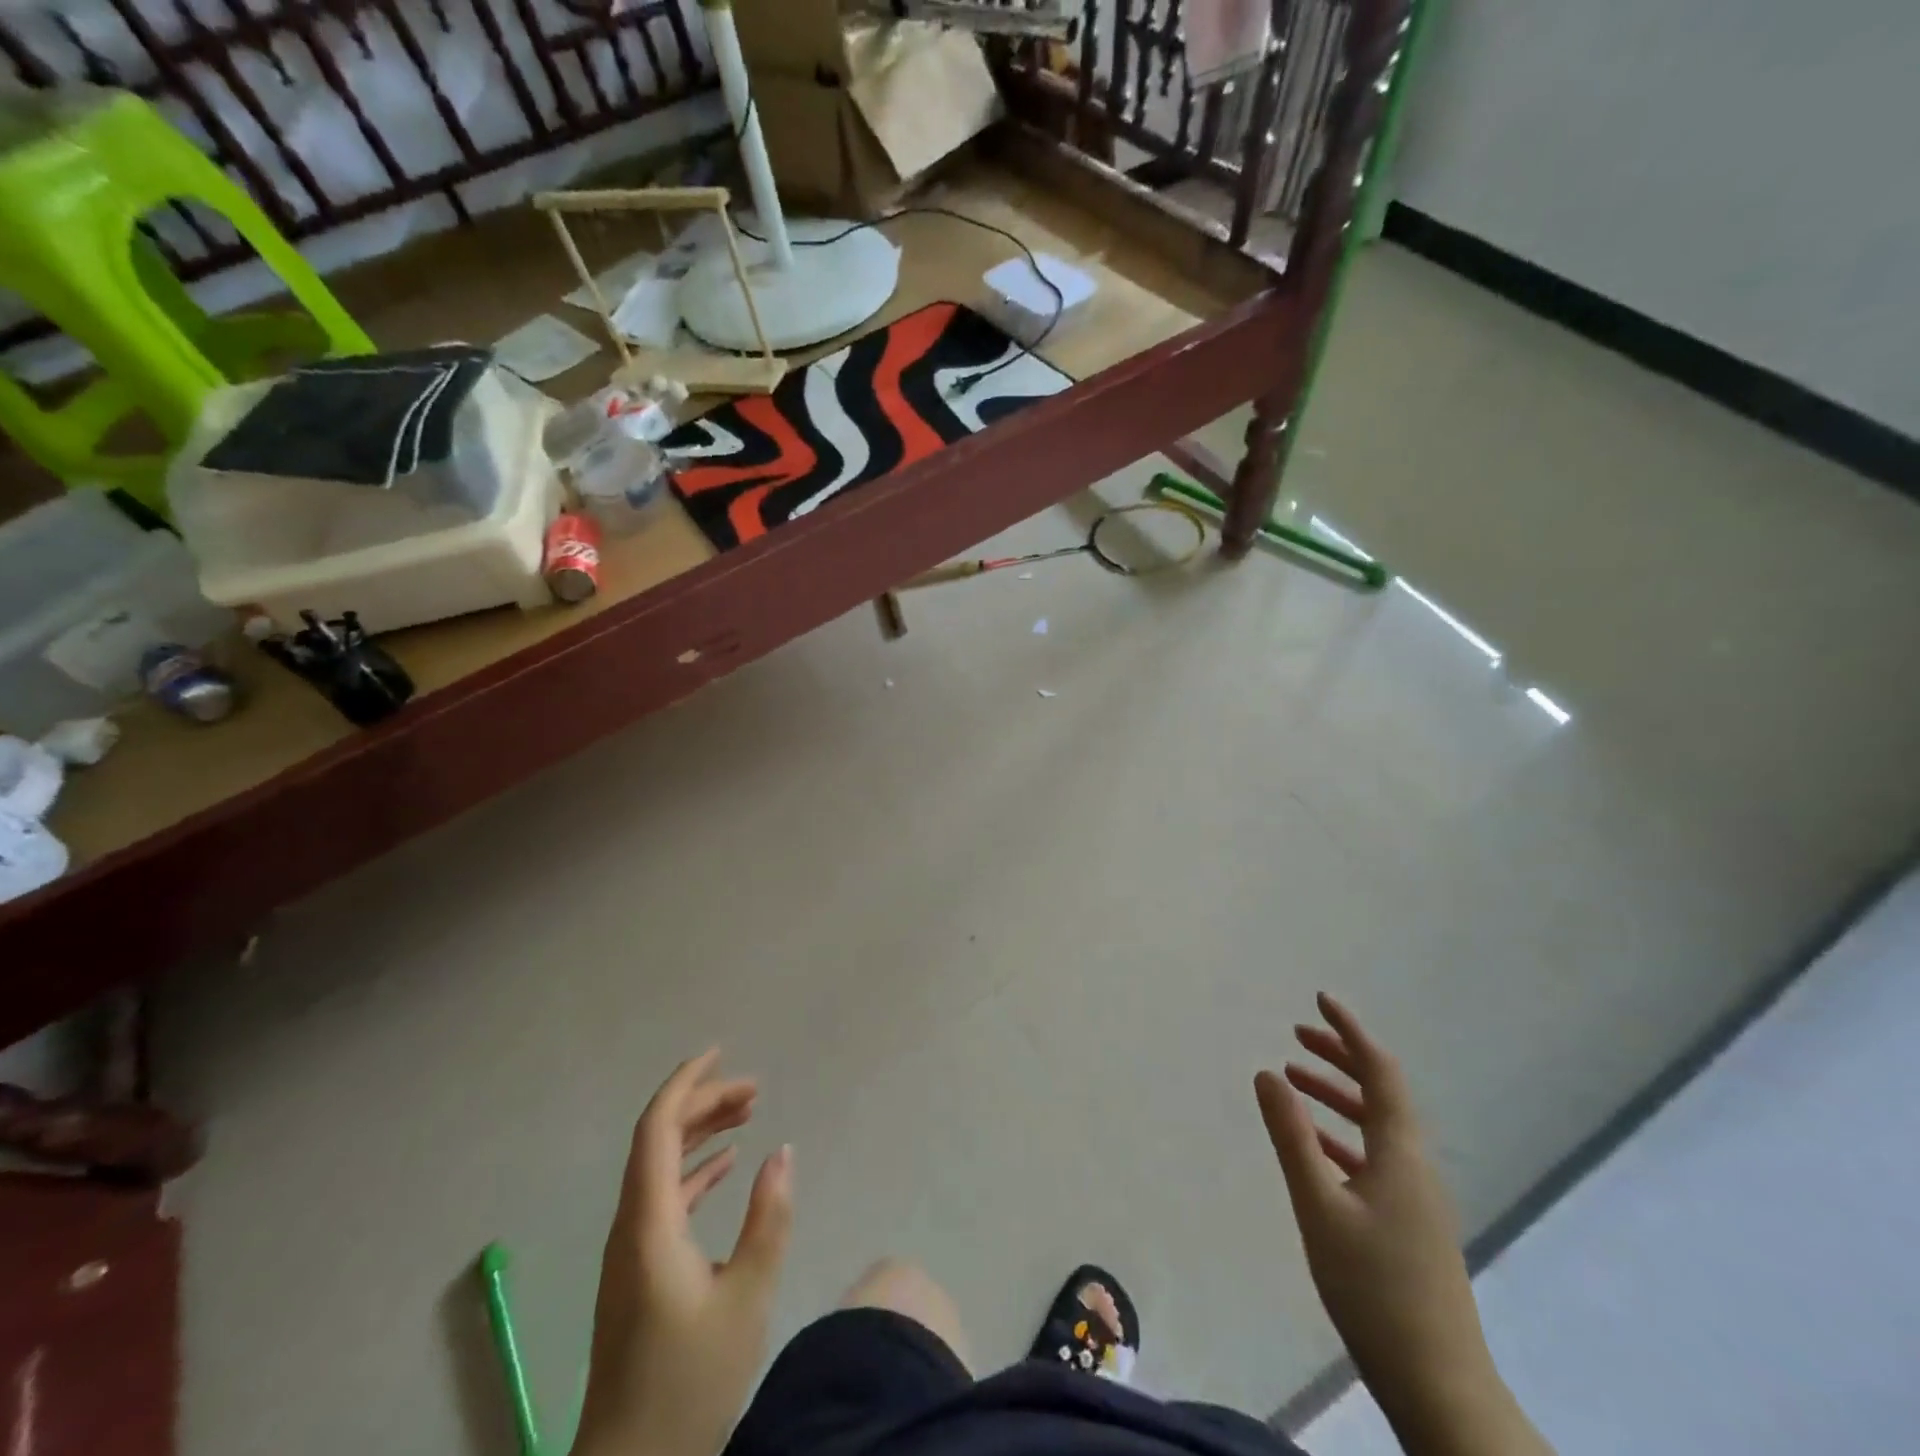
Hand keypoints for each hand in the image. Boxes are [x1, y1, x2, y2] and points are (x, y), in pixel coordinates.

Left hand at [573, 1050, 794, 1455]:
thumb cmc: (690, 1383)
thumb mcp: (747, 1298)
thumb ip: (769, 1218)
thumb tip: (783, 1151)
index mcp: (648, 1222)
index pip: (657, 1128)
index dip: (686, 1083)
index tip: (721, 1052)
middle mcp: (630, 1225)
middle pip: (658, 1139)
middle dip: (704, 1103)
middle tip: (754, 1089)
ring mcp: (631, 1250)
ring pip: (661, 1167)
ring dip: (700, 1134)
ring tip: (748, 1114)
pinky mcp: (639, 1272)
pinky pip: (664, 1197)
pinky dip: (695, 1171)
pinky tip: (727, 1166)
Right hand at [1255, 995, 1550, 1455]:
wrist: (1438, 1384)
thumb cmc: (1374, 1288)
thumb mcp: (1319, 1206)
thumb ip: (1291, 1136)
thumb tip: (1267, 1073)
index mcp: (1400, 1153)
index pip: (1380, 1071)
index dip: (1350, 1032)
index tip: (1321, 1000)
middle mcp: (1414, 1164)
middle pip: (1381, 1092)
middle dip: (1341, 1057)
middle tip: (1298, 1034)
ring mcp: (1415, 1195)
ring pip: (1376, 1125)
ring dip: (1338, 1095)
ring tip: (1294, 1078)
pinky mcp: (1408, 1222)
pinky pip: (1373, 1156)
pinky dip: (1342, 1135)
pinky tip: (1314, 1145)